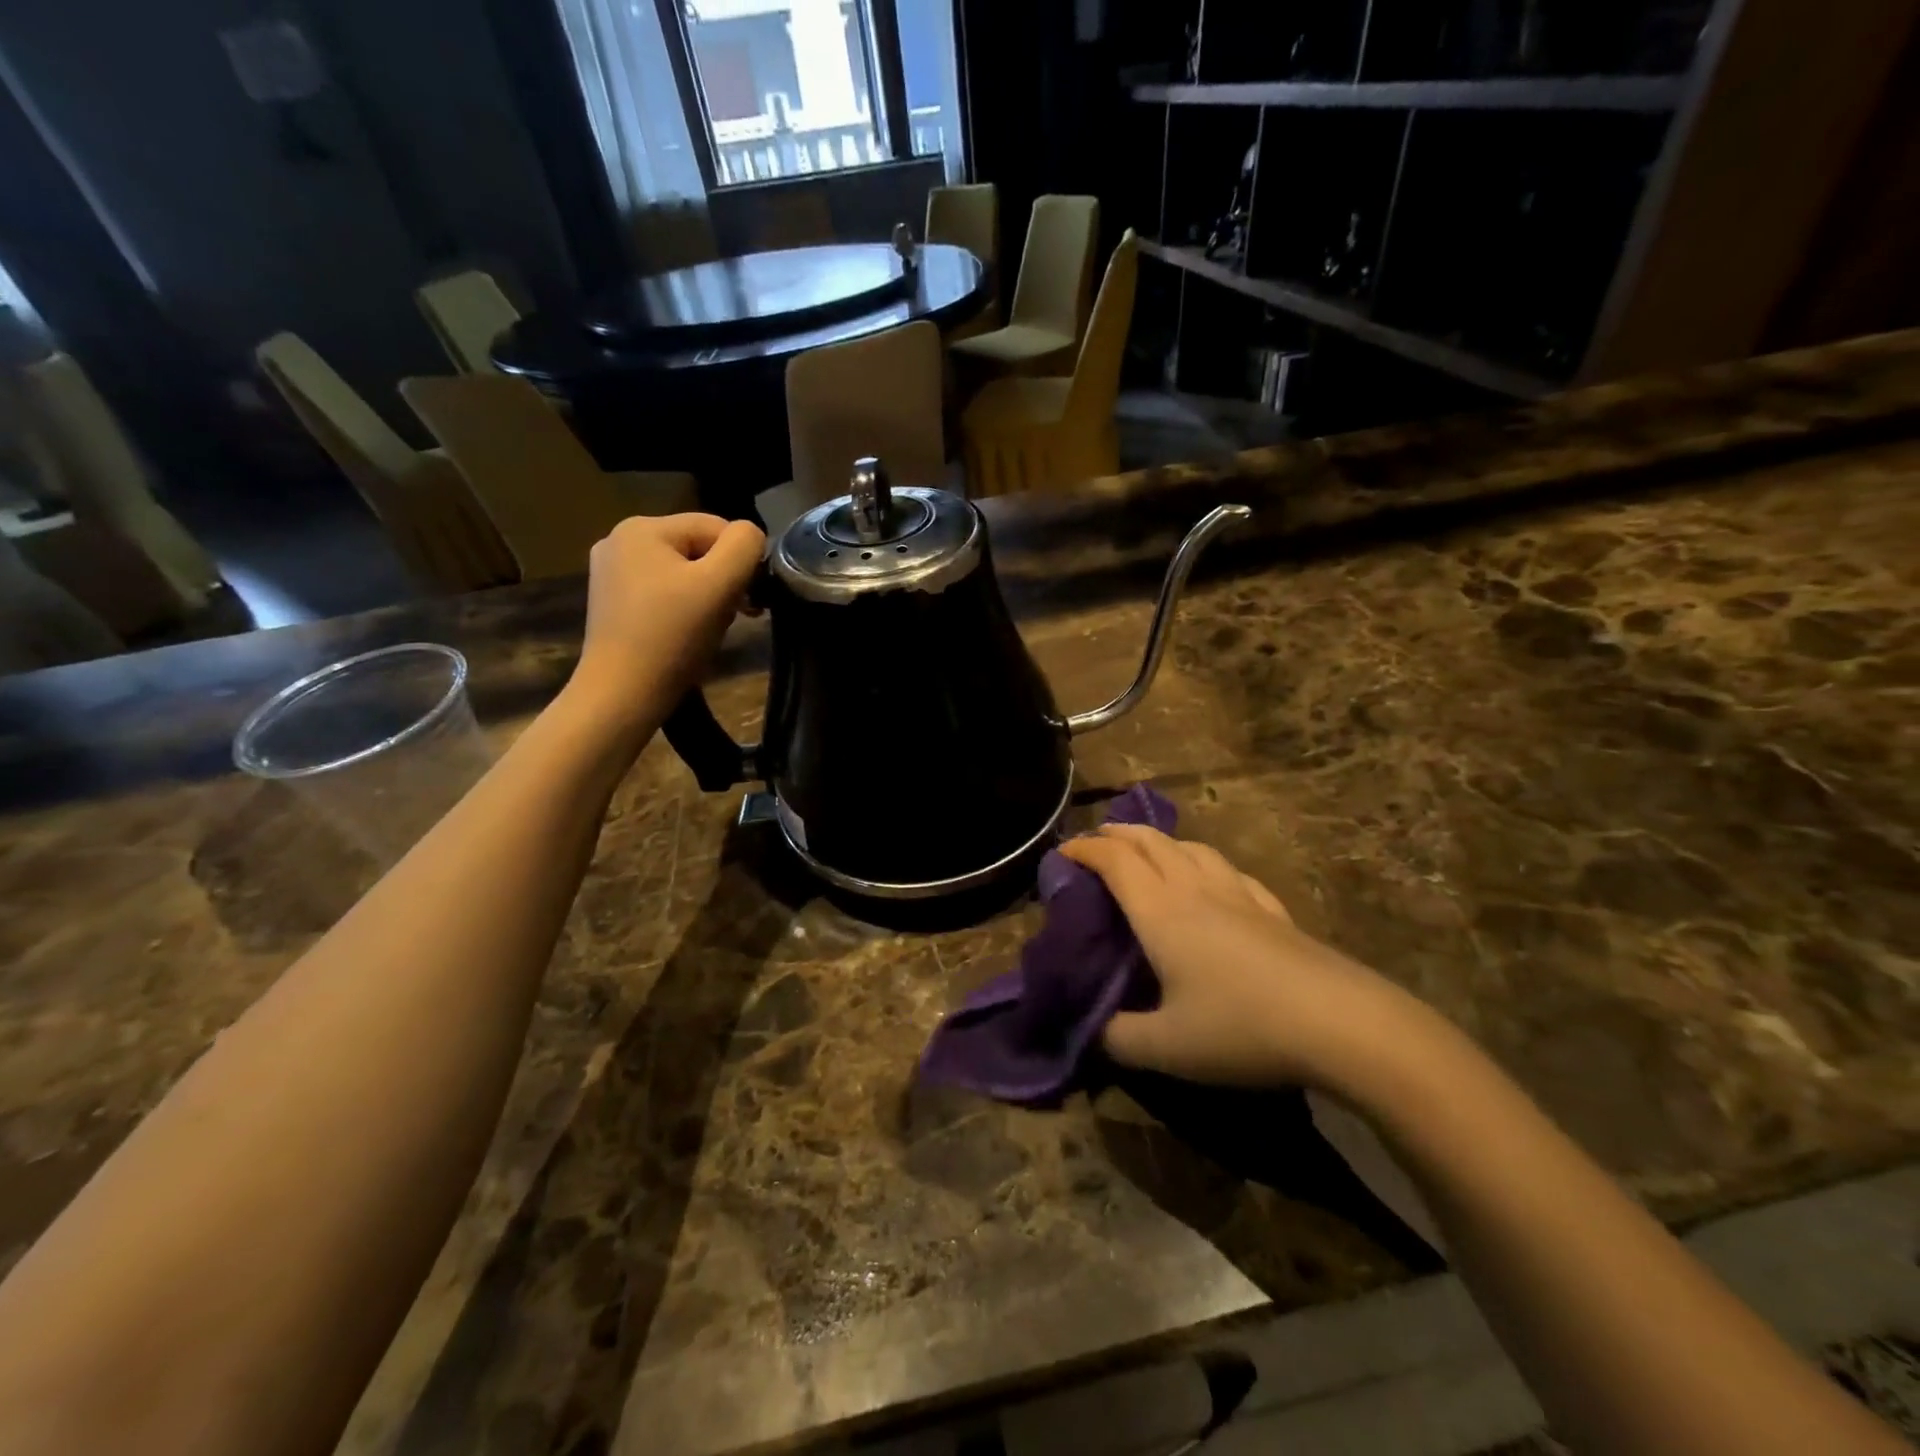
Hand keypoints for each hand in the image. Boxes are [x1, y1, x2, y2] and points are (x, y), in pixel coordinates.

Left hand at [569, 513, 764, 733]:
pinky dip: (684, 609)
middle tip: (733, 617)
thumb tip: (752, 537)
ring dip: (708, 597)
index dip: (742, 561)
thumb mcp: (720, 584)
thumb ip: (744, 547)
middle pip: (698, 549)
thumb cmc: (673, 636)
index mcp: (643, 527)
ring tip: (711, 629)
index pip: (716, 526)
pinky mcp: (612, 604)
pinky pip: (663, 592)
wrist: (622, 695)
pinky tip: (687, 635)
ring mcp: (611, 573)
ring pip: (683, 572)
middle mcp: (620, 540)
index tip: (749, 600)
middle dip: (723, 580)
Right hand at [1060, 825, 1429, 1090]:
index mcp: (1161, 911)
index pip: (1114, 861)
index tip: (1062, 852)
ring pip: (1192, 848)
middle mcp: (1196, 889)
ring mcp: (1239, 895)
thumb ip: (1118, 1037)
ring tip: (1149, 851)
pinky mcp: (1274, 910)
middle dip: (1118, 834)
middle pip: (1150, 841)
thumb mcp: (1166, 1047)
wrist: (1340, 1023)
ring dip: (1160, 841)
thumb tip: (1095, 1031)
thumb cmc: (1241, 1027)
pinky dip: (1205, 863)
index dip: (1084, 848)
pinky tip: (1214, 880)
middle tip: (1097, 841)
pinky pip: (1230, 871)